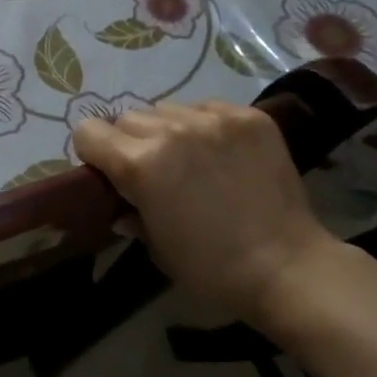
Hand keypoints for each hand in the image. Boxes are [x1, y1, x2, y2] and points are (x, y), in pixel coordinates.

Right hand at [72, 101, 336, 327]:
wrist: (288, 267)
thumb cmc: (211, 269)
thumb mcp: (156, 246)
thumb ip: (131, 212)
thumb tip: (121, 202)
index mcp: (140, 164)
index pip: (88, 131)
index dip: (93, 153)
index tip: (109, 173)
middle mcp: (172, 130)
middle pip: (127, 118)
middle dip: (130, 142)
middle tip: (153, 171)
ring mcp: (214, 119)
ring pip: (167, 108)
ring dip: (168, 130)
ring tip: (191, 159)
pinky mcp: (249, 117)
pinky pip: (208, 107)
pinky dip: (205, 126)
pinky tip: (222, 154)